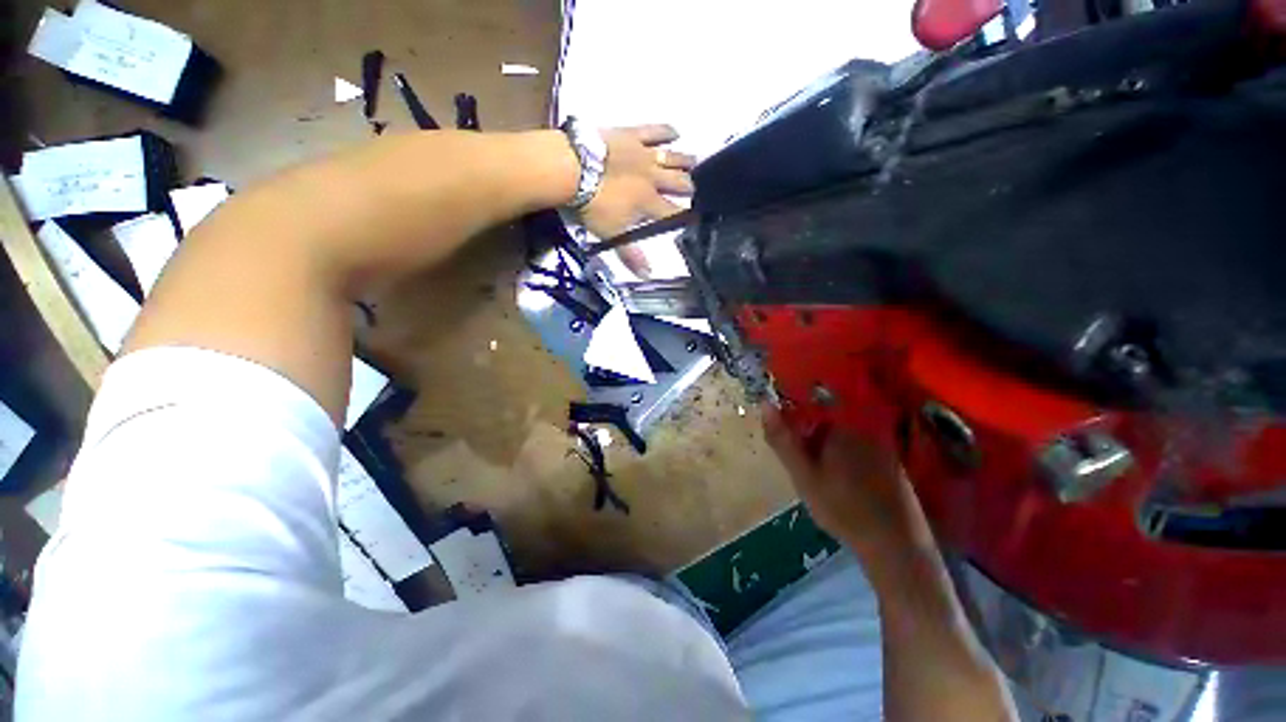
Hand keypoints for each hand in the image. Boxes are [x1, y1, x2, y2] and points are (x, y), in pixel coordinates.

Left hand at [578, 125, 695, 276]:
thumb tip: (647, 276)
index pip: (673, 213)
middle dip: (689, 188)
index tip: (694, 218)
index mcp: (649, 203)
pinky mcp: (632, 134)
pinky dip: (666, 131)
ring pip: (672, 158)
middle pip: (678, 184)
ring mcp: (644, 154)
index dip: (684, 217)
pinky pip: (654, 131)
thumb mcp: (612, 234)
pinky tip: (676, 132)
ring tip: (696, 163)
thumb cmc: (593, 205)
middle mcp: (653, 179)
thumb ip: (631, 254)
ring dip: (685, 162)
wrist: (573, 168)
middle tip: (695, 190)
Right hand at [762, 407, 936, 559]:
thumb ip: (782, 439)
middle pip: (824, 413)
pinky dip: (840, 451)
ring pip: (839, 428)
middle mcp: (863, 425)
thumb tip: (764, 403)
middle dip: (806, 426)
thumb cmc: (842, 507)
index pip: (809, 399)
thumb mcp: (803, 474)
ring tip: (815, 468)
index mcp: (841, 424)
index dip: (790, 406)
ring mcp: (878, 441)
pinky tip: (837, 476)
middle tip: (797, 454)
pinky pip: (855, 442)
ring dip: (822, 439)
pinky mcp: (887, 457)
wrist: (894, 543)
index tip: (779, 421)